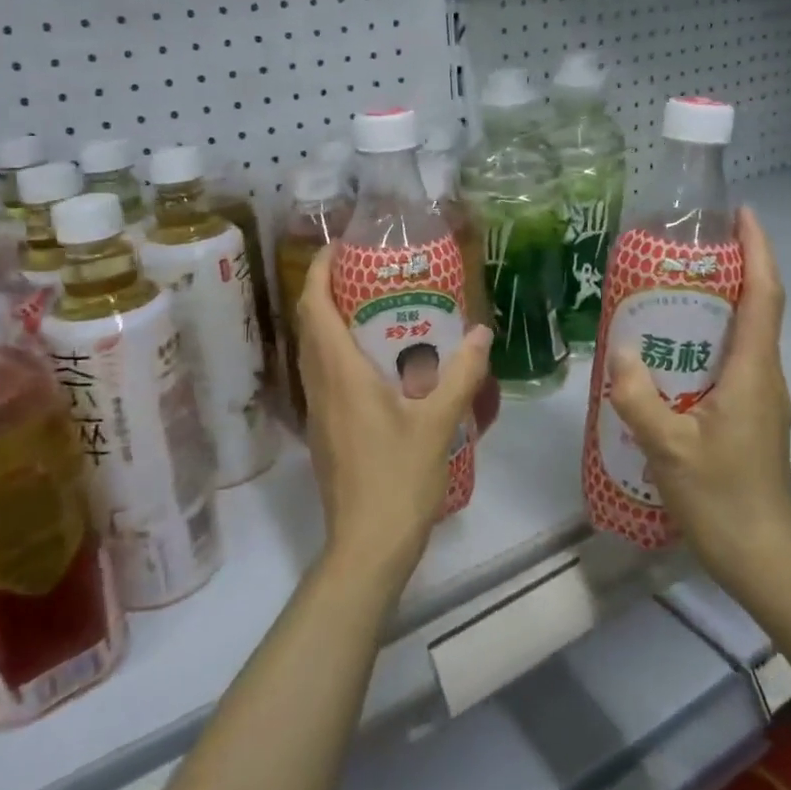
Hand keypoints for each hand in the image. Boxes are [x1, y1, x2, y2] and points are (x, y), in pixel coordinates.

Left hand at [297, 245, 493, 593]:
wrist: (367, 544)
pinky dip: (337, 350)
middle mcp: (319, 384)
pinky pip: (322, 373)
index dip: (321, 270)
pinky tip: (375, 360)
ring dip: (330, 320)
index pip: (314, 306)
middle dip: (327, 289)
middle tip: (365, 271)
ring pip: (312, 350)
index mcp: (339, 373)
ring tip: (372, 306)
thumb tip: (481, 333)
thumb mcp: (438, 422)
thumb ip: (461, 374)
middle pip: (309, 323)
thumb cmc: (399, 478)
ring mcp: (317, 409)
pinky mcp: (324, 429)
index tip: (340, 246)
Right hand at [608, 207, 790, 596]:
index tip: (742, 213)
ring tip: (670, 290)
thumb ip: (639, 396)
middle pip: (757, 307)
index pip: (765, 296)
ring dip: (718, 304)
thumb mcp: (668, 447)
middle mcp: (763, 376)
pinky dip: (708, 339)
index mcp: (752, 372)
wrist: (763, 557)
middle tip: (684, 249)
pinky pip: (732, 361)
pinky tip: (670, 352)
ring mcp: (760, 398)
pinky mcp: (750, 416)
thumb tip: (621, 348)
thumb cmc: (721, 499)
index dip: (758, 250)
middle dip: (733, 268)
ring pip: (744, 335)